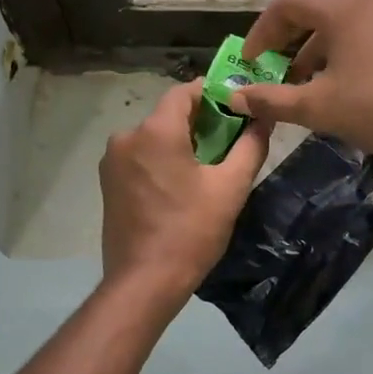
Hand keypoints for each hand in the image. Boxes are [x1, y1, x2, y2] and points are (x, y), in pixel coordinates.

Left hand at [100, 80, 269, 306]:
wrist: (144, 281)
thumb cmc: (191, 231)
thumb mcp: (230, 188)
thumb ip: (250, 146)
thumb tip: (264, 118)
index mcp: (155, 131)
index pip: (185, 92)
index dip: (213, 93)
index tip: (237, 106)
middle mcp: (127, 137)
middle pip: (168, 115)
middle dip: (200, 122)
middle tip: (231, 139)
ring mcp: (112, 161)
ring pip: (153, 138)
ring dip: (180, 143)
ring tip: (209, 166)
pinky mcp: (108, 183)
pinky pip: (140, 158)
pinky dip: (162, 160)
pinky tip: (181, 185)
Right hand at [230, 0, 372, 158]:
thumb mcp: (317, 107)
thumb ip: (272, 100)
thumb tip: (235, 98)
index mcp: (341, 9)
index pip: (286, 5)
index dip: (261, 33)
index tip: (249, 63)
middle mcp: (365, 4)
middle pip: (312, 13)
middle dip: (285, 44)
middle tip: (270, 73)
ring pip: (336, 27)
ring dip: (311, 53)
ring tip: (299, 88)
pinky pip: (358, 37)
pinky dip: (337, 57)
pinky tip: (335, 90)